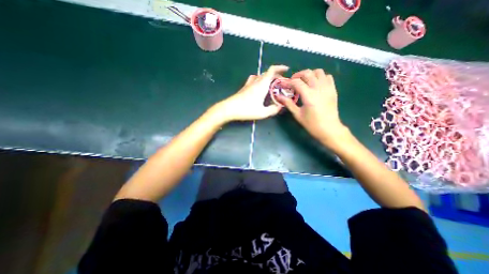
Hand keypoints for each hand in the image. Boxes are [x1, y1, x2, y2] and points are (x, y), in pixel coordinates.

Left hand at [212, 64, 286, 121]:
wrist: (229, 109)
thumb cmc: (246, 110)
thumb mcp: (262, 113)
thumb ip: (273, 110)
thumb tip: (280, 106)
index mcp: (262, 85)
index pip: (272, 70)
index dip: (280, 68)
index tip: (287, 69)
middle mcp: (255, 81)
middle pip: (267, 73)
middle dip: (276, 76)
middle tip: (281, 83)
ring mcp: (248, 84)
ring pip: (260, 76)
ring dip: (267, 78)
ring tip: (271, 84)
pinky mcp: (244, 88)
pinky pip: (254, 80)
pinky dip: (260, 80)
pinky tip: (259, 87)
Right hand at [275, 67, 346, 146]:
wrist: (329, 129)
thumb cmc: (311, 124)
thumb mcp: (297, 114)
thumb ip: (288, 103)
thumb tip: (278, 96)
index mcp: (309, 96)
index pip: (297, 82)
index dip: (288, 82)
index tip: (284, 85)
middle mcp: (318, 88)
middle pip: (308, 73)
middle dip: (298, 75)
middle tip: (293, 81)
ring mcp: (327, 88)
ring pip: (318, 72)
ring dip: (310, 74)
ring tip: (304, 82)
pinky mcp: (333, 90)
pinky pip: (327, 77)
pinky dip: (320, 77)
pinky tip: (315, 84)